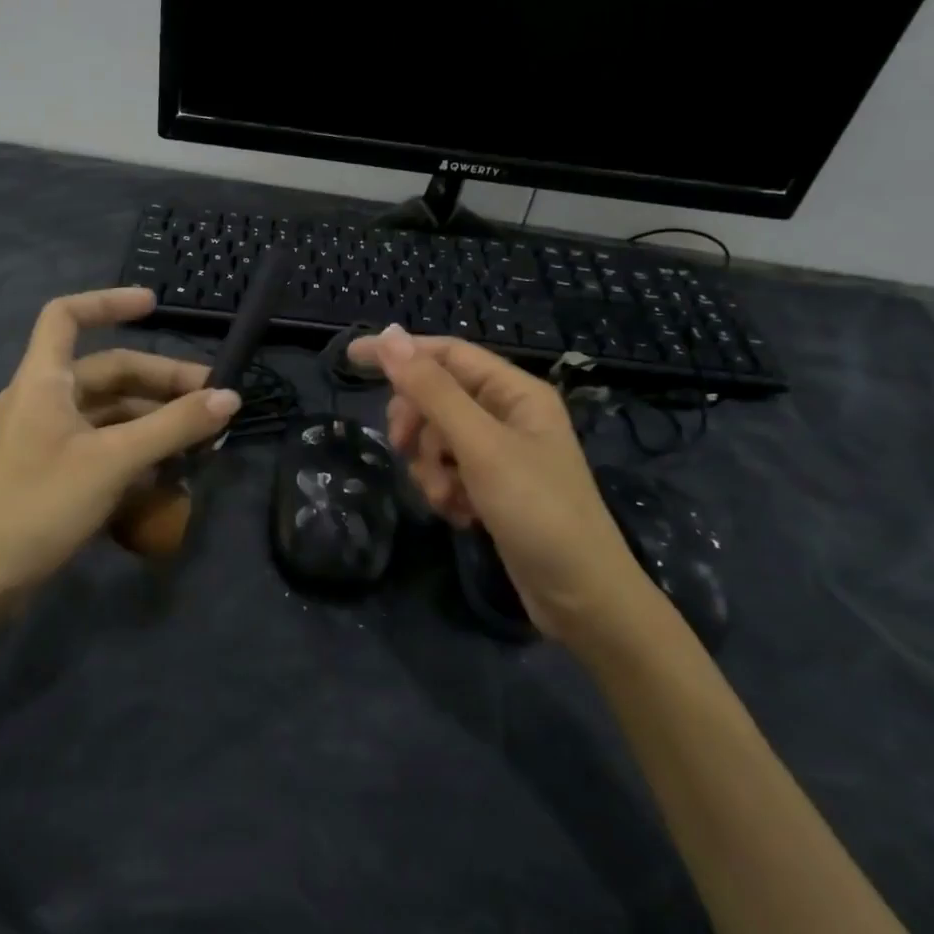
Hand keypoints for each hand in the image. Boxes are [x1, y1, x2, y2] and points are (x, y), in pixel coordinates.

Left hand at [0, 288, 240, 595]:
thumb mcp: (114, 460)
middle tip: (212, 399)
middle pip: (106, 371)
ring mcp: (45, 436)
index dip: (108, 302)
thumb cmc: (42, 504)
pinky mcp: (52, 469)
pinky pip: (101, 442)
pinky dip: (135, 447)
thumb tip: (230, 397)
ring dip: (154, 418)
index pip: (66, 316)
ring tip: (200, 438)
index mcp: (43, 380)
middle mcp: (41, 399)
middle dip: (160, 381)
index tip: (154, 306)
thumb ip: (174, 426)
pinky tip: (169, 468)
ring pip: (108, 411)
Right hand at [349, 324, 645, 647]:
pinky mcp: (492, 488)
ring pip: (437, 439)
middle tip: (402, 447)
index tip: (352, 359)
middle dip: (417, 425)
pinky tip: (461, 516)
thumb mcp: (480, 446)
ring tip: (448, 498)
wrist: (581, 598)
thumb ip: (432, 391)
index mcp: (515, 392)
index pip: (446, 354)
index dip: (400, 353)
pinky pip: (448, 472)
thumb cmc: (537, 511)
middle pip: (437, 397)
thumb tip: (389, 336)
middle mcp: (507, 415)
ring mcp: (500, 454)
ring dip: (431, 468)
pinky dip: (445, 491)